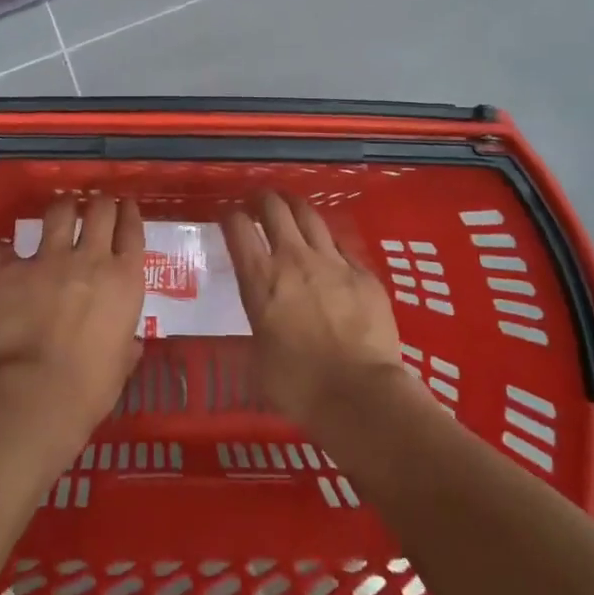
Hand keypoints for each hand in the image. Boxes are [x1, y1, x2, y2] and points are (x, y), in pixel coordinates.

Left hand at [0, 197, 144, 457]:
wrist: (36, 396)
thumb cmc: (90, 389)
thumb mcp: (121, 364)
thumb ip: (126, 344)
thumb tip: (131, 344)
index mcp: (124, 279)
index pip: (132, 231)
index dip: (129, 213)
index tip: (127, 205)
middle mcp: (91, 258)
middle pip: (100, 209)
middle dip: (99, 202)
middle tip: (96, 203)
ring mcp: (49, 260)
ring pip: (59, 212)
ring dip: (61, 206)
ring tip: (60, 207)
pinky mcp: (11, 271)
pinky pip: (2, 248)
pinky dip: (1, 249)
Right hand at [225, 193, 412, 427]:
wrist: (360, 395)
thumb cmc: (299, 386)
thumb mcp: (258, 359)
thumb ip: (259, 326)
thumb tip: (262, 322)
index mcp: (261, 279)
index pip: (238, 228)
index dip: (231, 217)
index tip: (230, 218)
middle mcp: (293, 258)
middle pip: (274, 208)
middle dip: (264, 199)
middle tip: (260, 201)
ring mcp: (332, 261)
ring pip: (310, 216)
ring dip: (296, 206)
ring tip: (291, 205)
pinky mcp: (363, 273)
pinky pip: (342, 246)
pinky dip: (330, 243)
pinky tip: (330, 248)